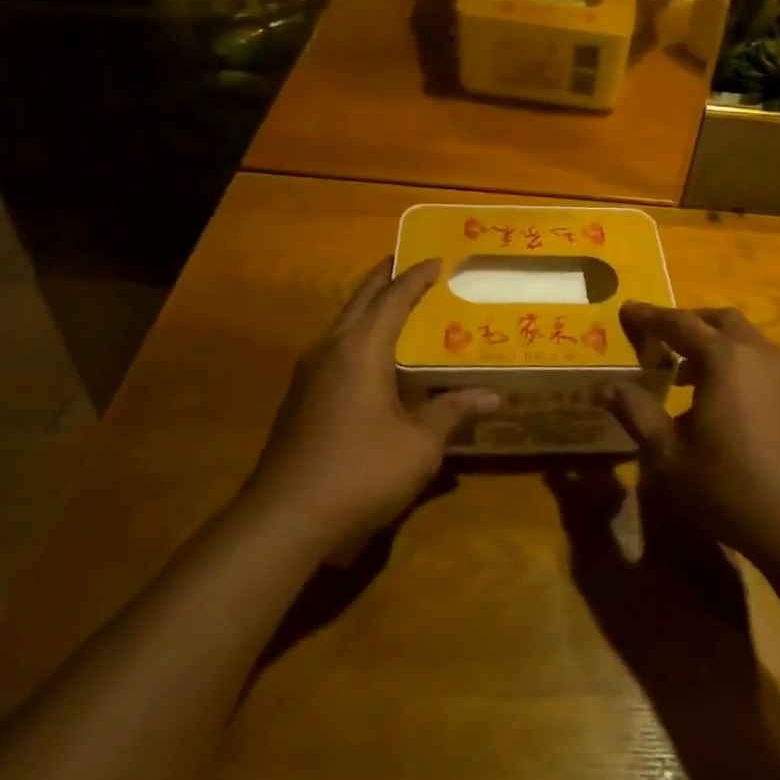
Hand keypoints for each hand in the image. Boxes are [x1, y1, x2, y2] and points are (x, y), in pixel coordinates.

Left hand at [245, 258, 500, 550]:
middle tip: (413, 265)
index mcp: (361, 349)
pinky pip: (335, 349)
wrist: (284, 520)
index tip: (439, 259)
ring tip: (399, 305)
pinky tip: (375, 358)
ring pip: (343, 323)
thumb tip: (495, 395)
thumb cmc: (361, 472)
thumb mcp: (419, 444)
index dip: (417, 276)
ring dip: (370, 308)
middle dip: (386, 279)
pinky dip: (359, 336)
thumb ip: (454, 411)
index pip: (393, 298)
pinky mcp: (300, 398)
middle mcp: (331, 350)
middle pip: (361, 300)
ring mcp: (309, 374)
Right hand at [602, 303, 779, 574]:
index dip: (650, 316)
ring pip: (745, 339)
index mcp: (724, 358)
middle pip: (719, 320)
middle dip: (687, 323)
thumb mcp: (668, 455)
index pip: (679, 323)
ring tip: (684, 372)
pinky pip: (762, 362)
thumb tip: (605, 386)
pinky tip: (721, 398)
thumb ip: (636, 412)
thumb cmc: (727, 487)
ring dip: (714, 344)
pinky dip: (736, 363)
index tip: (627, 309)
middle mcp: (758, 353)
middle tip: (659, 337)